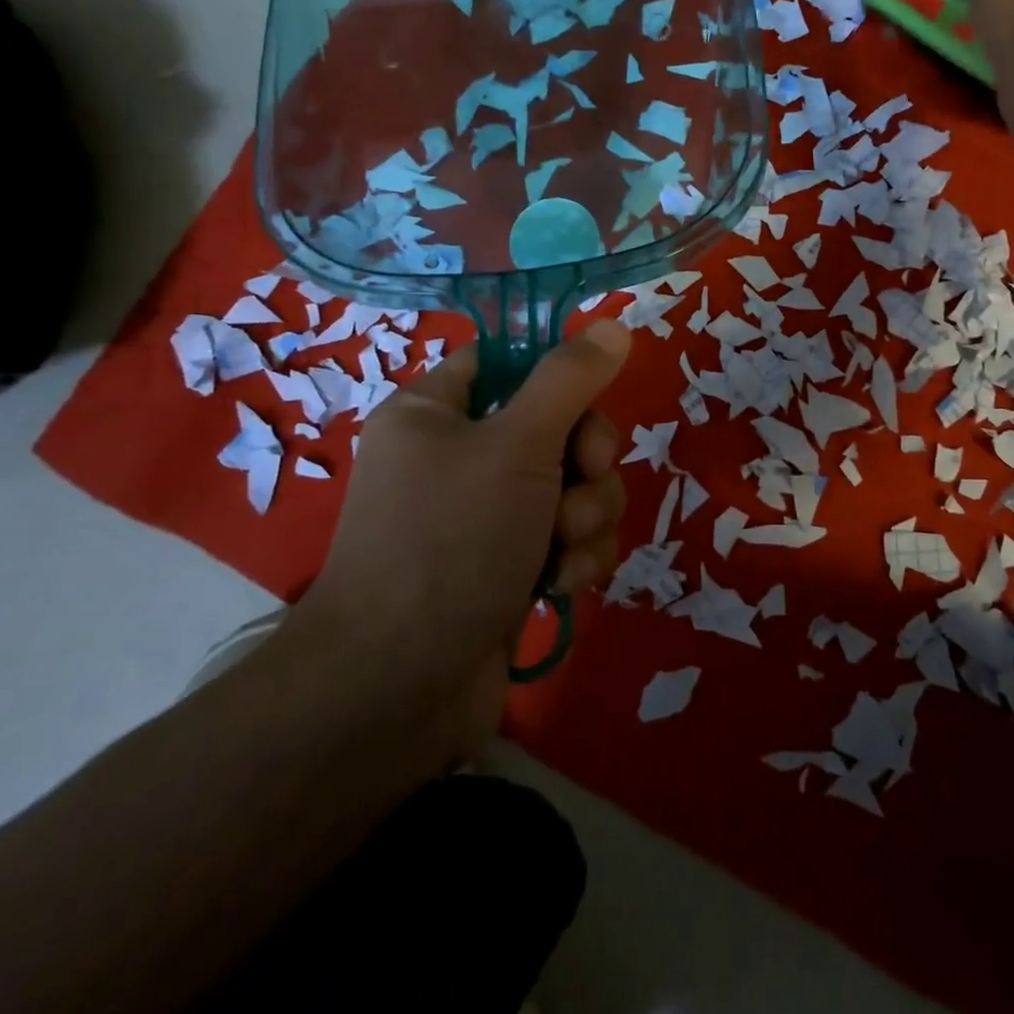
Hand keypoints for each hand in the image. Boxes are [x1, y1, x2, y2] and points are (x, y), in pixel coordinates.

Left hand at [291, 320, 632, 704]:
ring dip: (587, 514)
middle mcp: (460, 456)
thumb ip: (570, 380)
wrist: (399, 690)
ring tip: (563, 549)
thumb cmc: (450, 541)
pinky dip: (577, 556)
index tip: (586, 400)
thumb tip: (614, 324)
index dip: (556, 375)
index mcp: (437, 411)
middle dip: (586, 459)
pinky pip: (571, 536)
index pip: (508, 361)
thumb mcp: (516, 445)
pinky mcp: (514, 565)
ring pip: (576, 484)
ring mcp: (489, 515)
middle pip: (558, 425)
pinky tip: (564, 584)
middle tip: (581, 479)